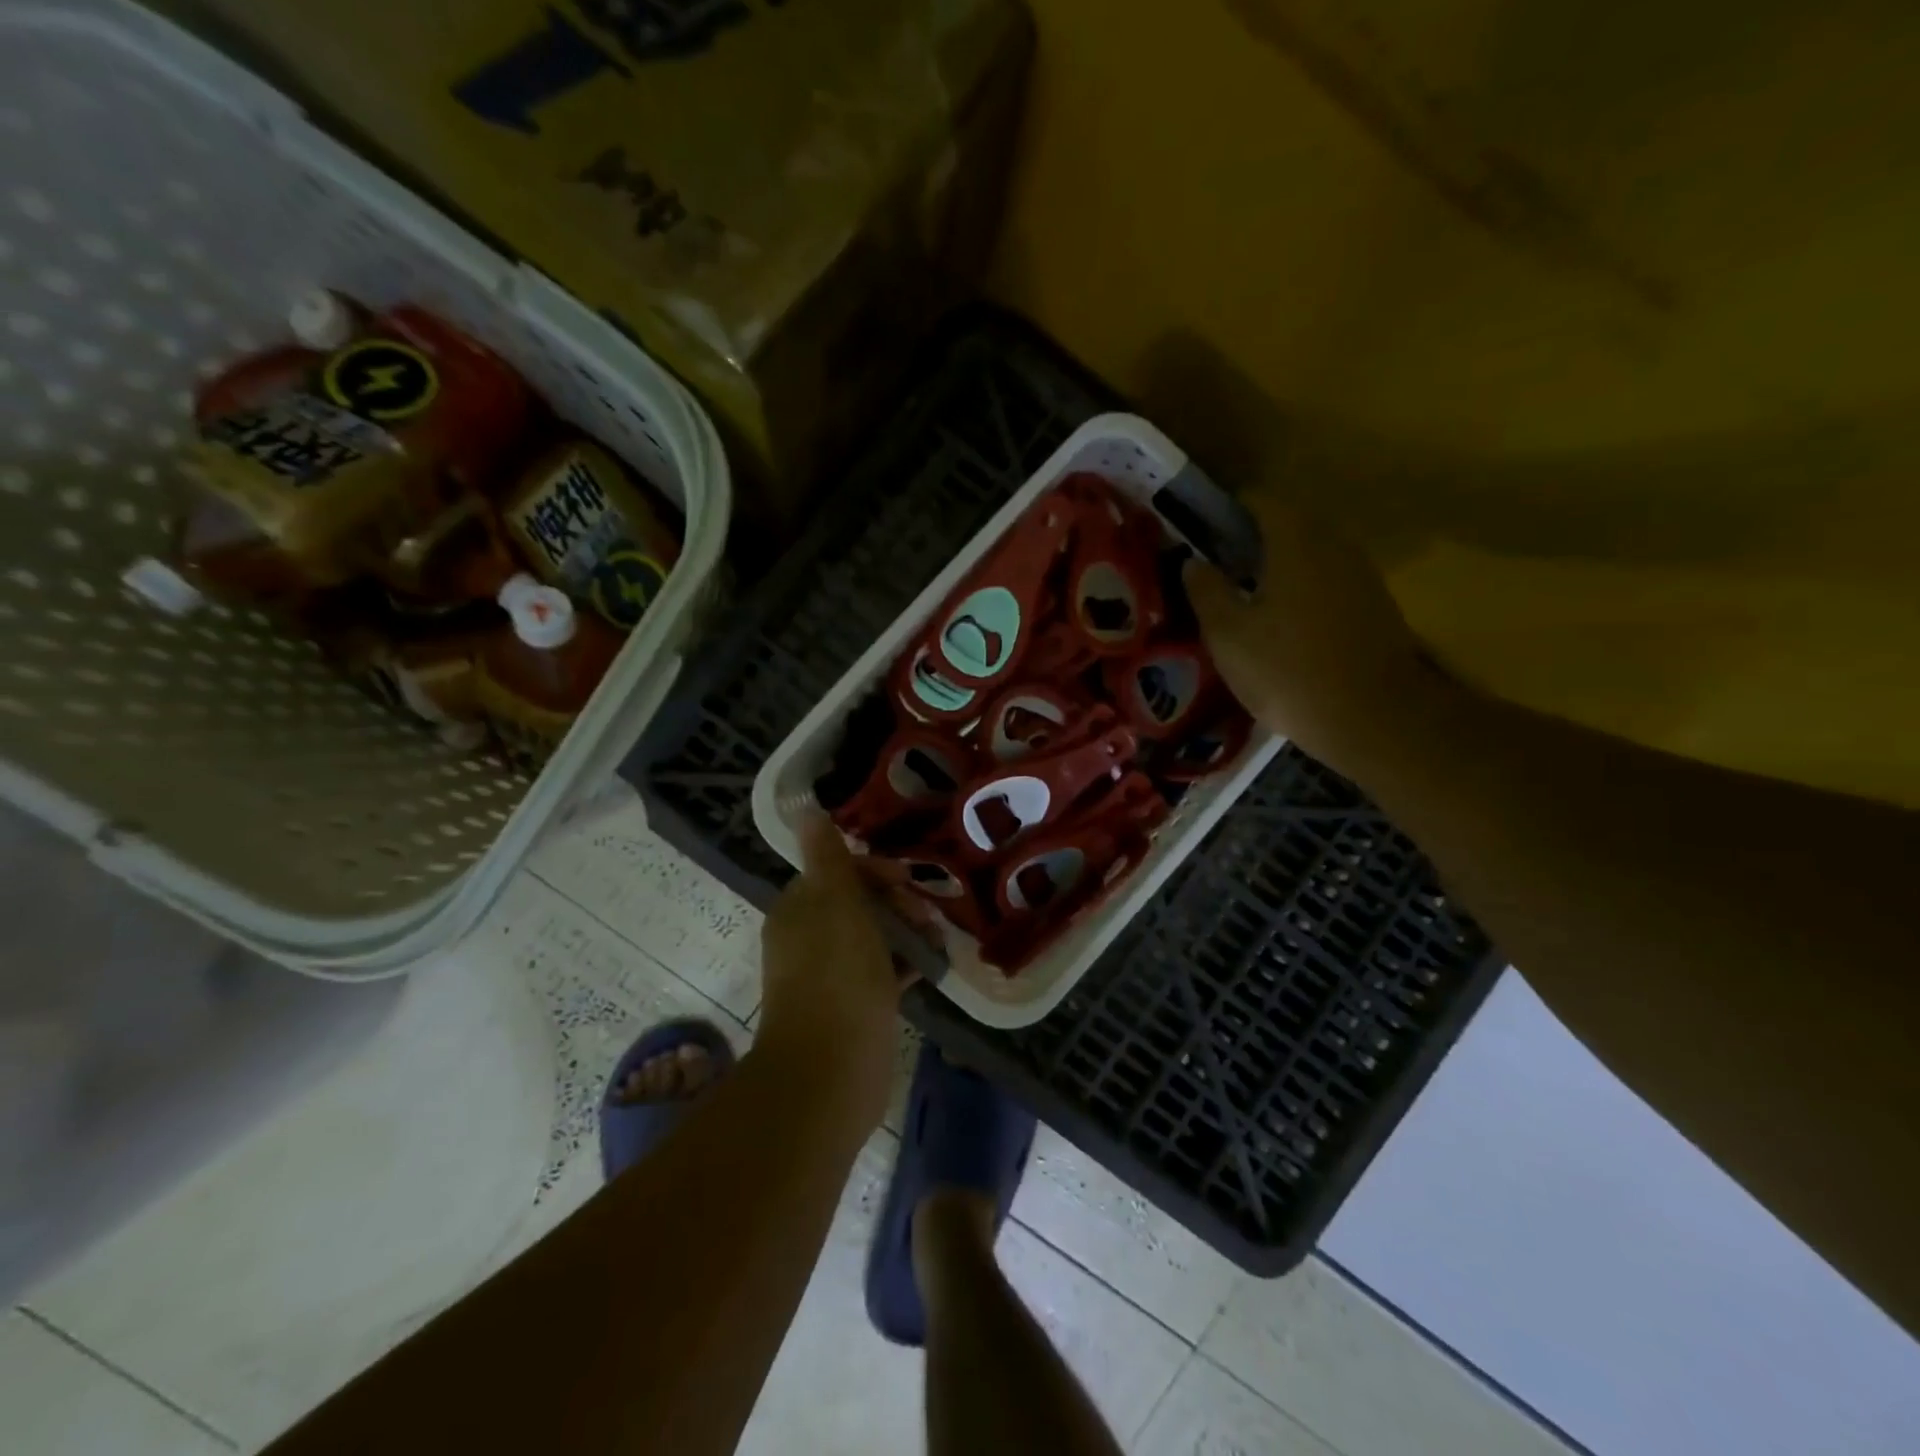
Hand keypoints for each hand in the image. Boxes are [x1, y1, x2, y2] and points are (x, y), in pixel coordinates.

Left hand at [756, 814, 932, 1129]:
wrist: (832, 1070)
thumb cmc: (837, 975)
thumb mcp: (836, 903)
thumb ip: (827, 857)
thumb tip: (806, 809)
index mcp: (798, 911)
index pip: (836, 873)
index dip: (875, 871)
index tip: (909, 880)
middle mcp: (808, 939)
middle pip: (857, 904)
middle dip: (896, 901)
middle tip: (927, 914)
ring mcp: (830, 976)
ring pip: (873, 938)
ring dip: (905, 931)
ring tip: (937, 938)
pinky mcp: (853, 1007)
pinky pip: (882, 972)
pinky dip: (905, 964)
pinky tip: (932, 966)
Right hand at [1185, 490, 1438, 775]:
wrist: (1374, 718)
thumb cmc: (1288, 671)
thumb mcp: (1228, 635)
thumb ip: (1206, 591)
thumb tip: (1193, 561)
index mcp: (1295, 541)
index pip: (1259, 501)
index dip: (1226, 511)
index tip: (1202, 535)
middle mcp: (1334, 545)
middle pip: (1288, 525)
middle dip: (1252, 540)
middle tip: (1220, 572)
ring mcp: (1361, 574)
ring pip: (1311, 554)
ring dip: (1280, 567)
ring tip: (1248, 601)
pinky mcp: (1375, 605)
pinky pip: (1329, 581)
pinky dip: (1303, 590)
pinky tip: (1285, 626)